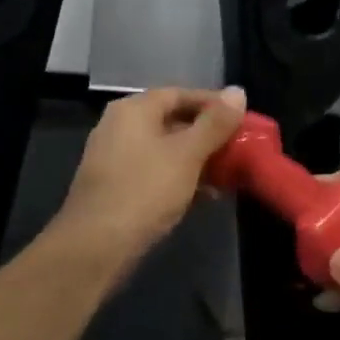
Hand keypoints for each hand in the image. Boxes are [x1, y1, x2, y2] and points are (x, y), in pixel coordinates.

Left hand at [54, 86, 246, 265]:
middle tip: (239, 148)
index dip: (213, 104)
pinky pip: (155, 173)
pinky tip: (205, 197)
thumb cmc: (144, 191)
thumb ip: (214, 124)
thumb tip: (238, 92)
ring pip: (165, 150)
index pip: (180, 94)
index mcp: (133, 110)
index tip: (243, 119)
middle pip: (172, 121)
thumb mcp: (187, 155)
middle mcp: (120, 127)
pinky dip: (180, 179)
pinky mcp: (117, 188)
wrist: (95, 247)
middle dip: (208, 135)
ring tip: (229, 174)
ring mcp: (115, 159)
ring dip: (197, 160)